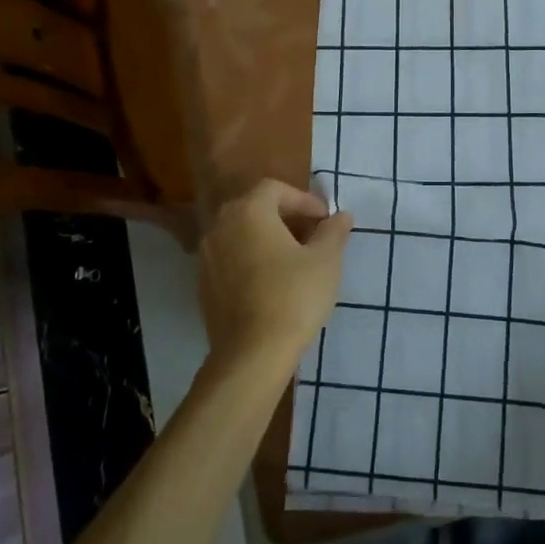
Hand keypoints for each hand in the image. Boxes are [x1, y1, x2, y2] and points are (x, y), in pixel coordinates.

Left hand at [198, 179, 353, 373]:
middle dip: (285, 217)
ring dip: (267, 238)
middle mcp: (220, 227)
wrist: (252, 354)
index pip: (275, 189)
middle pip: (254, 208)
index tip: (325, 220)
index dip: (303, 200)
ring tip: (295, 260)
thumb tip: (340, 217)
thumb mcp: (325, 260)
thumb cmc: (293, 296)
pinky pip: (231, 259)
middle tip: (312, 236)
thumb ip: (333, 232)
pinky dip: (252, 260)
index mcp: (248, 212)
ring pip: (241, 234)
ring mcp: (206, 257)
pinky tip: (273, 283)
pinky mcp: (203, 286)